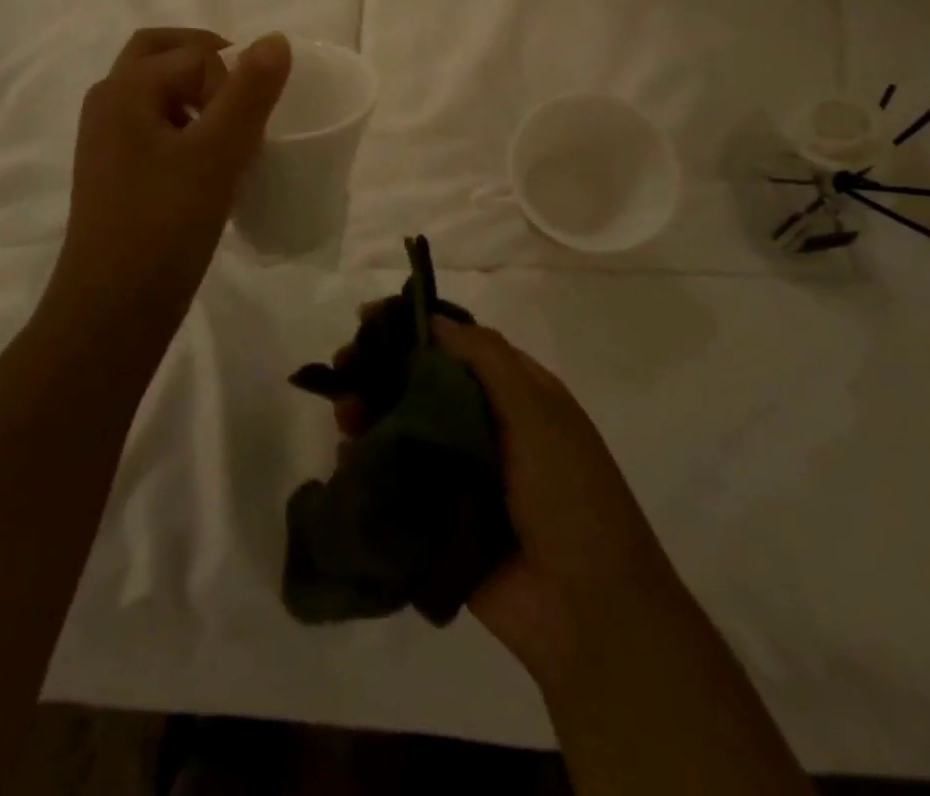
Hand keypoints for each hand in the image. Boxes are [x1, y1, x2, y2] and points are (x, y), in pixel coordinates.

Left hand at [51, 28, 291, 326]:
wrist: (111, 309)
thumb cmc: (164, 226)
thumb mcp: (217, 155)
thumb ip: (249, 93)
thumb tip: (276, 39)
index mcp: (125, 89)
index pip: (194, 55)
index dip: (233, 79)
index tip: (255, 125)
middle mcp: (108, 103)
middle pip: (159, 54)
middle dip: (206, 59)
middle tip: (245, 88)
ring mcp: (106, 138)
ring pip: (155, 90)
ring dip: (194, 90)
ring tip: (232, 126)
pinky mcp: (115, 170)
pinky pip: (152, 124)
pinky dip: (183, 122)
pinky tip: (209, 160)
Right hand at [332, 313, 672, 704]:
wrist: (588, 610)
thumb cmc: (568, 492)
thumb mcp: (536, 411)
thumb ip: (485, 359)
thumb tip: (432, 318)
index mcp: (515, 396)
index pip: (456, 346)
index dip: (413, 329)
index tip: (368, 319)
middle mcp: (484, 426)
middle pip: (422, 384)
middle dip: (380, 369)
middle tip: (342, 365)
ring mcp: (459, 472)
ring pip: (403, 428)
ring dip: (369, 412)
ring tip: (344, 413)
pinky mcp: (438, 517)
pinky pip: (396, 480)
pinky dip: (369, 463)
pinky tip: (346, 454)